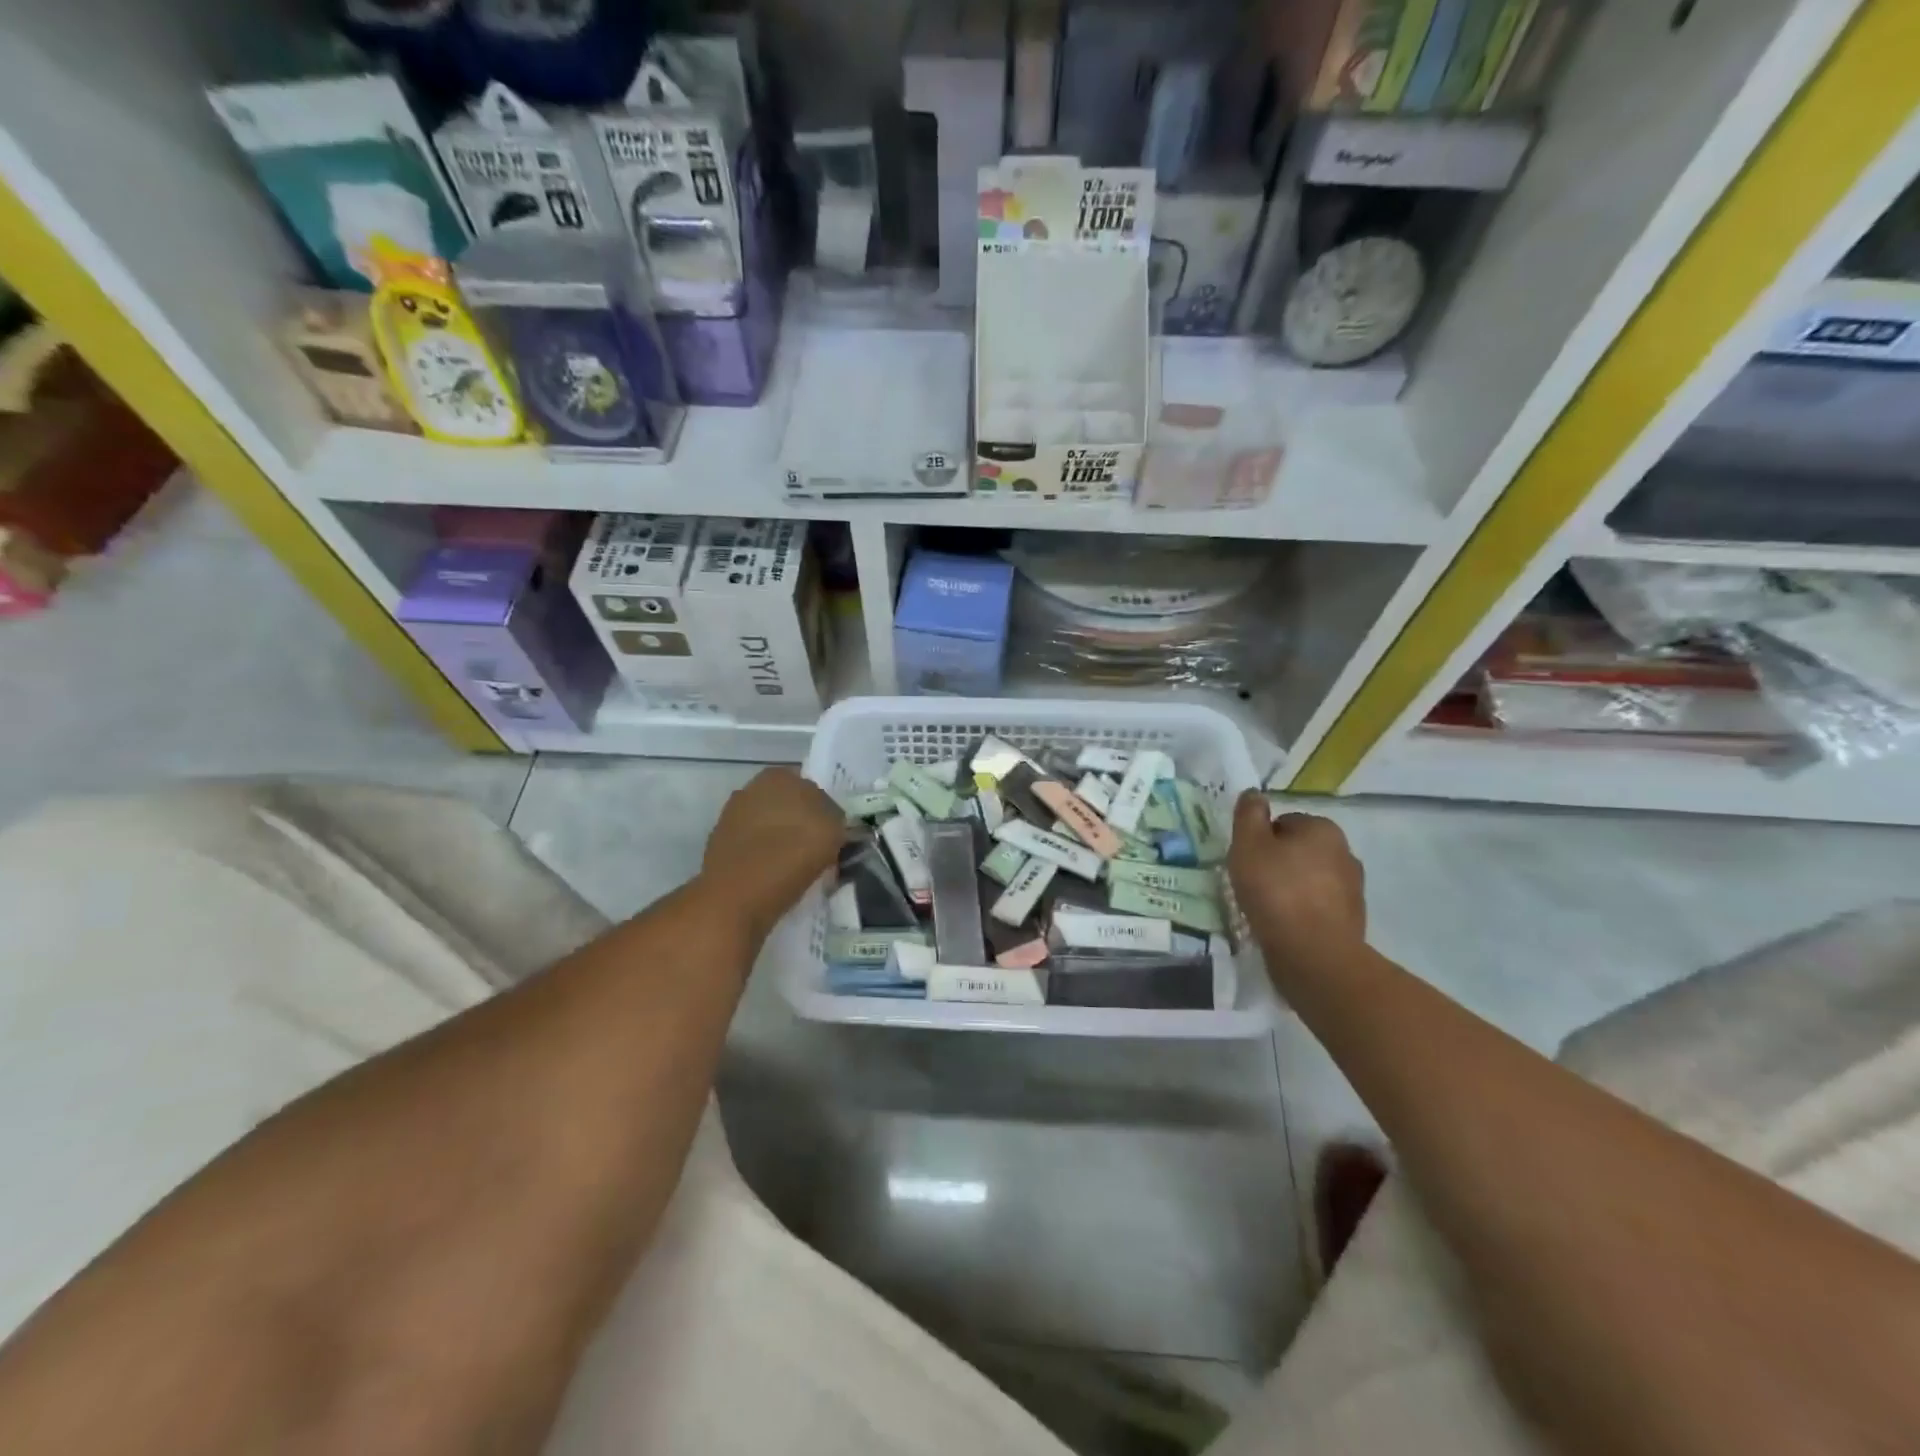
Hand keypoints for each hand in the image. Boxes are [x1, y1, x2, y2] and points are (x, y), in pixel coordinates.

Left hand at [701, 767, 844, 937]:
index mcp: (780, 776)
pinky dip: (763, 859)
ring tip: (797, 869)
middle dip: (801, 824)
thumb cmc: (792, 855)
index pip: (812, 788)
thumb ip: (836, 818)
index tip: (832, 836)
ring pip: (770, 827)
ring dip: (782, 842)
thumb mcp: (834, 830)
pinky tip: (774, 878)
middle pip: (788, 806)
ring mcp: (731, 817)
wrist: (737, 896)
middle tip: (817, 852)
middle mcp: (752, 788)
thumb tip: (831, 823)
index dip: (825, 812)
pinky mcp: (719, 846)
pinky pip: (753, 848)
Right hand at [1228, 793, 1366, 978]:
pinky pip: (1317, 907)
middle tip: (1252, 883)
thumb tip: (1254, 794)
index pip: (1284, 823)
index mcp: (1323, 829)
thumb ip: (1249, 815)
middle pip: (1298, 850)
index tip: (1246, 861)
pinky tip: (1283, 926)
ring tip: (1265, 908)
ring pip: (1309, 879)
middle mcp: (1345, 853)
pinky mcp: (1352, 921)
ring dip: (1290, 888)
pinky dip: (1301, 913)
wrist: (1315, 955)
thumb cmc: (1276, 891)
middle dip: (1277, 863)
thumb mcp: (1248, 845)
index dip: (1260, 840)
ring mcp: (1353, 889)